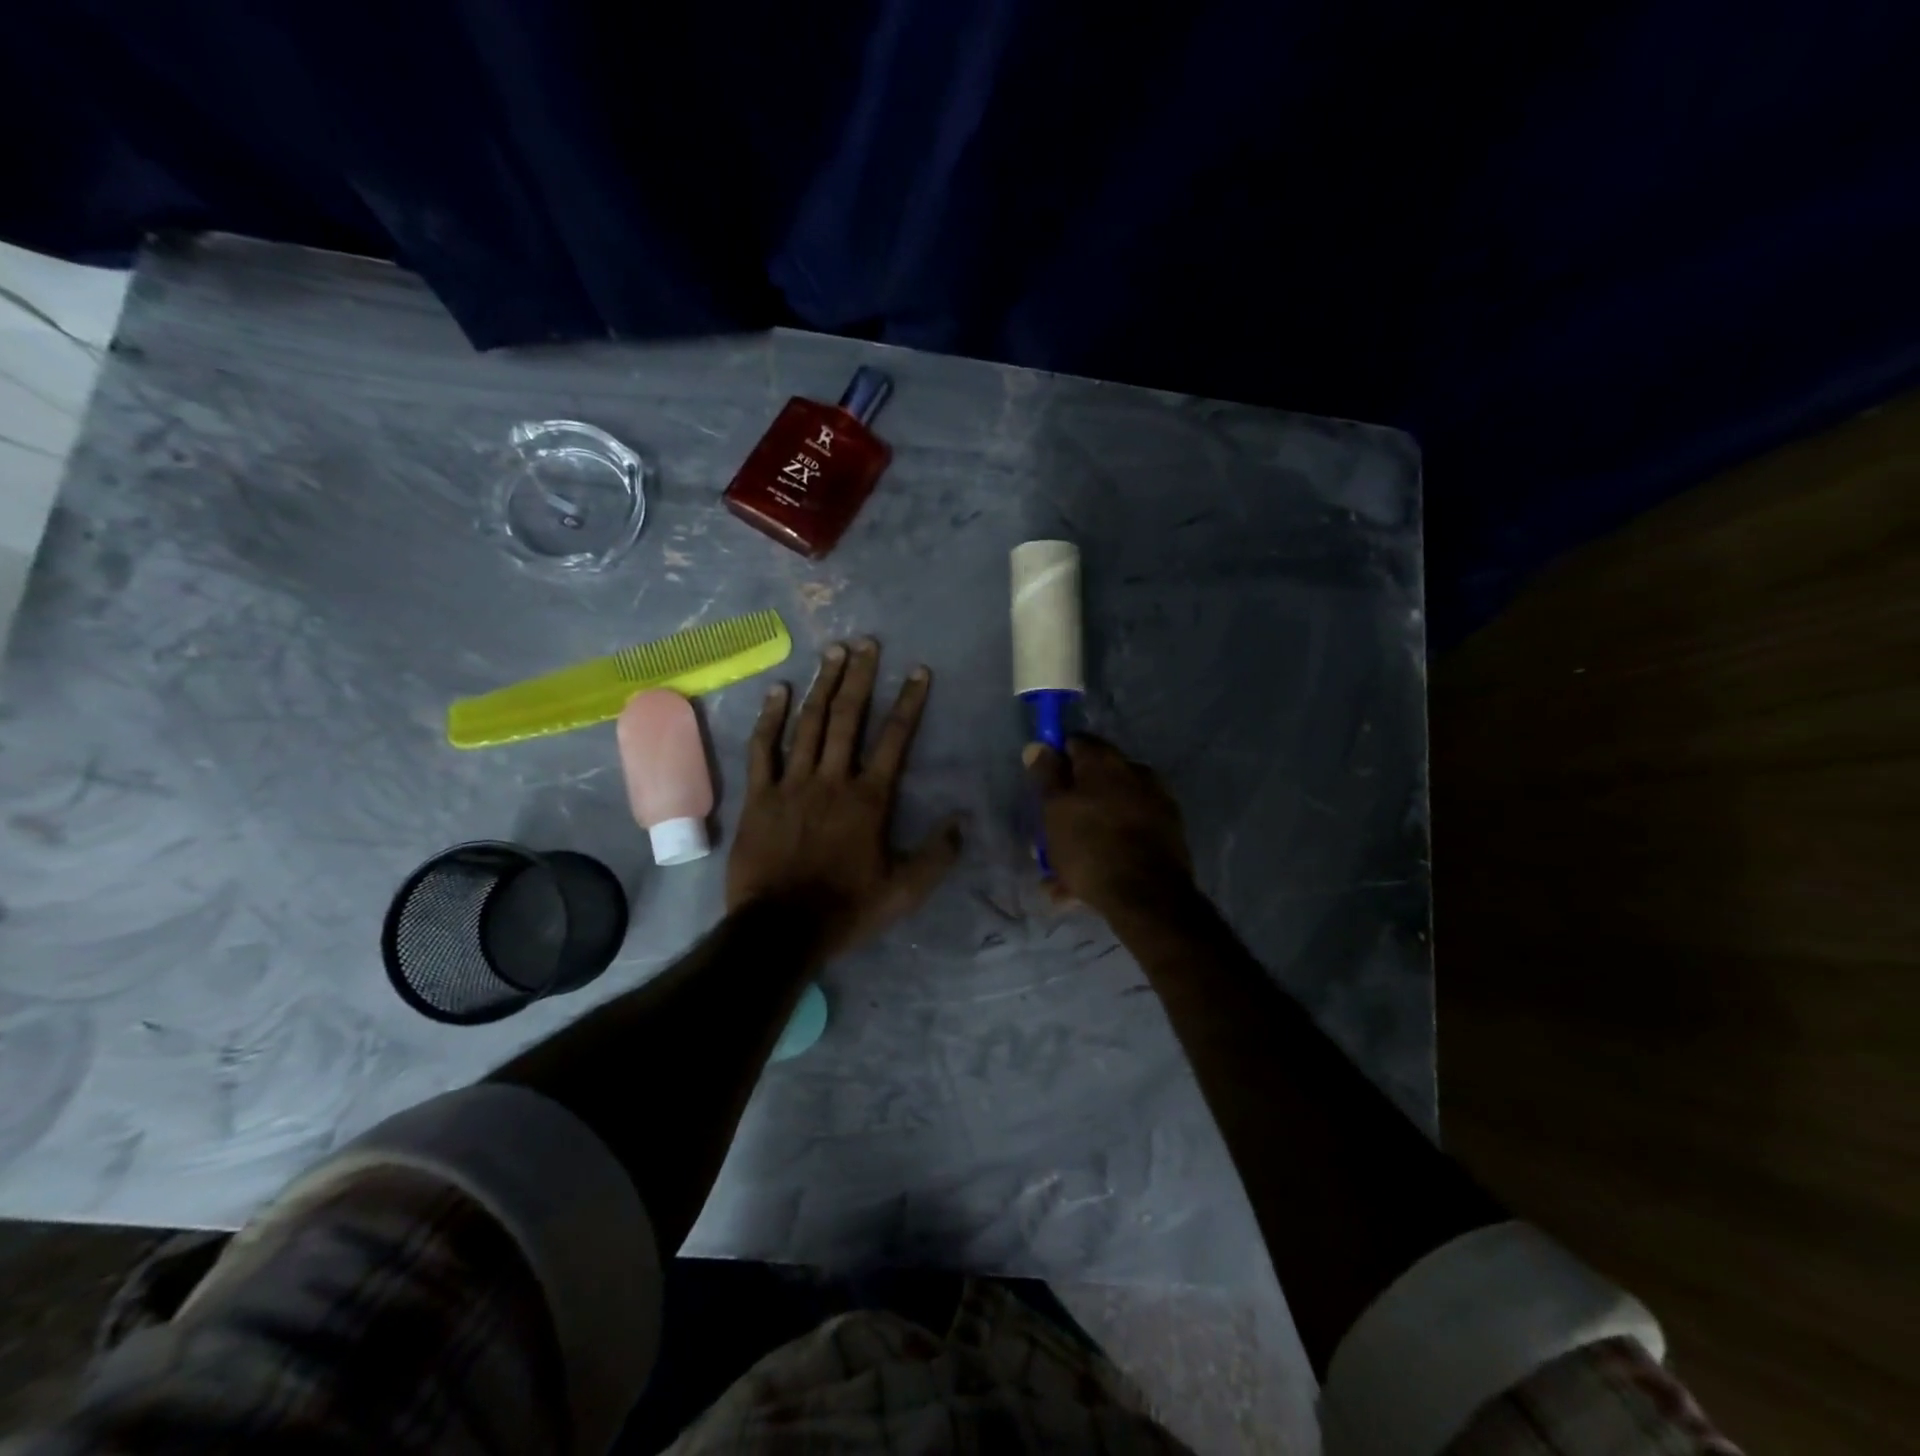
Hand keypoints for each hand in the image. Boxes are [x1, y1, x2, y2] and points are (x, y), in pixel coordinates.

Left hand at [728, 638, 962, 957]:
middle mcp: (832, 779)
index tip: (918, 670)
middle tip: (867, 642)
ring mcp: (792, 783)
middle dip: (860, 677)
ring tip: (833, 651)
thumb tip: (961, 820)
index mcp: (870, 799)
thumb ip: (937, 855)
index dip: (909, 702)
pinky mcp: (759, 795)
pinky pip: (763, 748)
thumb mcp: (905, 891)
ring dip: (823, 685)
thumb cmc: (847, 909)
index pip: (895, 739)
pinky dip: (770, 717)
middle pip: (849, 718)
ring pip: (809, 723)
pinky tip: (778, 690)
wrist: (780, 929)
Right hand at [1024, 735, 1193, 915]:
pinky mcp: (1168, 832)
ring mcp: (1156, 801)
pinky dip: (1107, 848)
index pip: (1074, 743)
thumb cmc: (1090, 846)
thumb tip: (1038, 745)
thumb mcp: (1054, 809)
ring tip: (1061, 872)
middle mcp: (1136, 771)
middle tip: (1050, 835)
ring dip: (1086, 832)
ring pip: (1109, 812)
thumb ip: (1045, 775)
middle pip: (1094, 780)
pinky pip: (1127, 834)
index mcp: (1105, 760)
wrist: (1148, 896)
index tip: (1042, 788)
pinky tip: (1084, 883)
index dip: (1055, 761)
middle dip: (1071, 804)